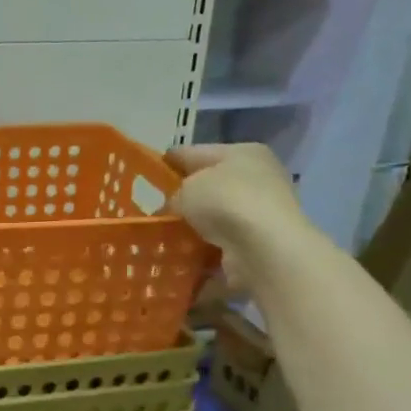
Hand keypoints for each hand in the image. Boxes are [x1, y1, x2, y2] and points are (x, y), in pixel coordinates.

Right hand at [166, 143, 316, 294]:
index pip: (197, 152)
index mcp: (243, 153)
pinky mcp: (256, 246)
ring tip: (160, 237)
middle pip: (209, 187)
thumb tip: (176, 206)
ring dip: (191, 228)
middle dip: (182, 200)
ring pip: (213, 219)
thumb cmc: (226, 201)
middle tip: (152, 211)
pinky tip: (178, 257)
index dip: (170, 161)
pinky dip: (200, 252)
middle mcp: (257, 179)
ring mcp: (259, 215)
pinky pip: (218, 247)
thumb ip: (175, 193)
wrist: (263, 249)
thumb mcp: (187, 187)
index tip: (146, 174)